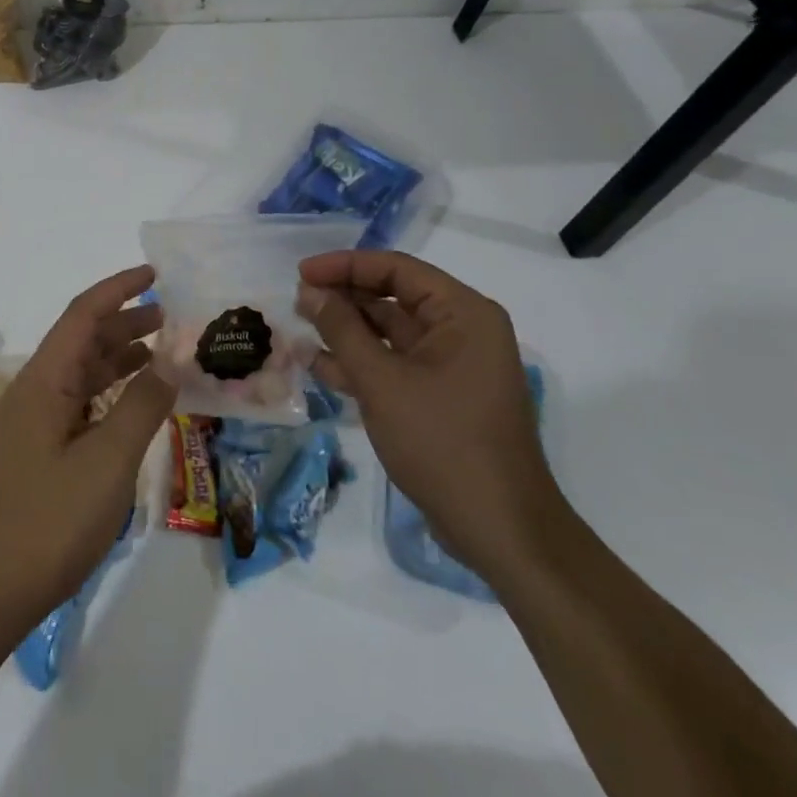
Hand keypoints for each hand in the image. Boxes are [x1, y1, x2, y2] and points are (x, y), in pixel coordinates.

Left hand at [0, 265, 175, 640]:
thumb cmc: (50, 521)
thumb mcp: (108, 462)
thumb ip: (142, 406)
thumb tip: (171, 359)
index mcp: (44, 379)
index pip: (83, 314)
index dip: (119, 289)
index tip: (154, 274)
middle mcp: (35, 390)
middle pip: (82, 340)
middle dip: (125, 322)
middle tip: (170, 317)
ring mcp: (32, 422)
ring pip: (80, 372)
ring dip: (118, 357)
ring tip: (161, 353)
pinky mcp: (36, 451)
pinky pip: (77, 404)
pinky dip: (108, 393)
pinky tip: (133, 404)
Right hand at [296, 251, 567, 580]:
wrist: (500, 531)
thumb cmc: (443, 442)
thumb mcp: (381, 381)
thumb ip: (342, 329)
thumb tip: (309, 290)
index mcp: (463, 314)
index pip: (397, 269)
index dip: (346, 266)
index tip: (302, 273)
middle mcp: (462, 331)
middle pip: (393, 297)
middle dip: (344, 298)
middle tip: (297, 301)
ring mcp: (452, 366)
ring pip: (390, 332)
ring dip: (346, 330)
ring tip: (299, 328)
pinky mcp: (440, 396)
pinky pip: (395, 364)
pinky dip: (360, 362)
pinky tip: (318, 365)